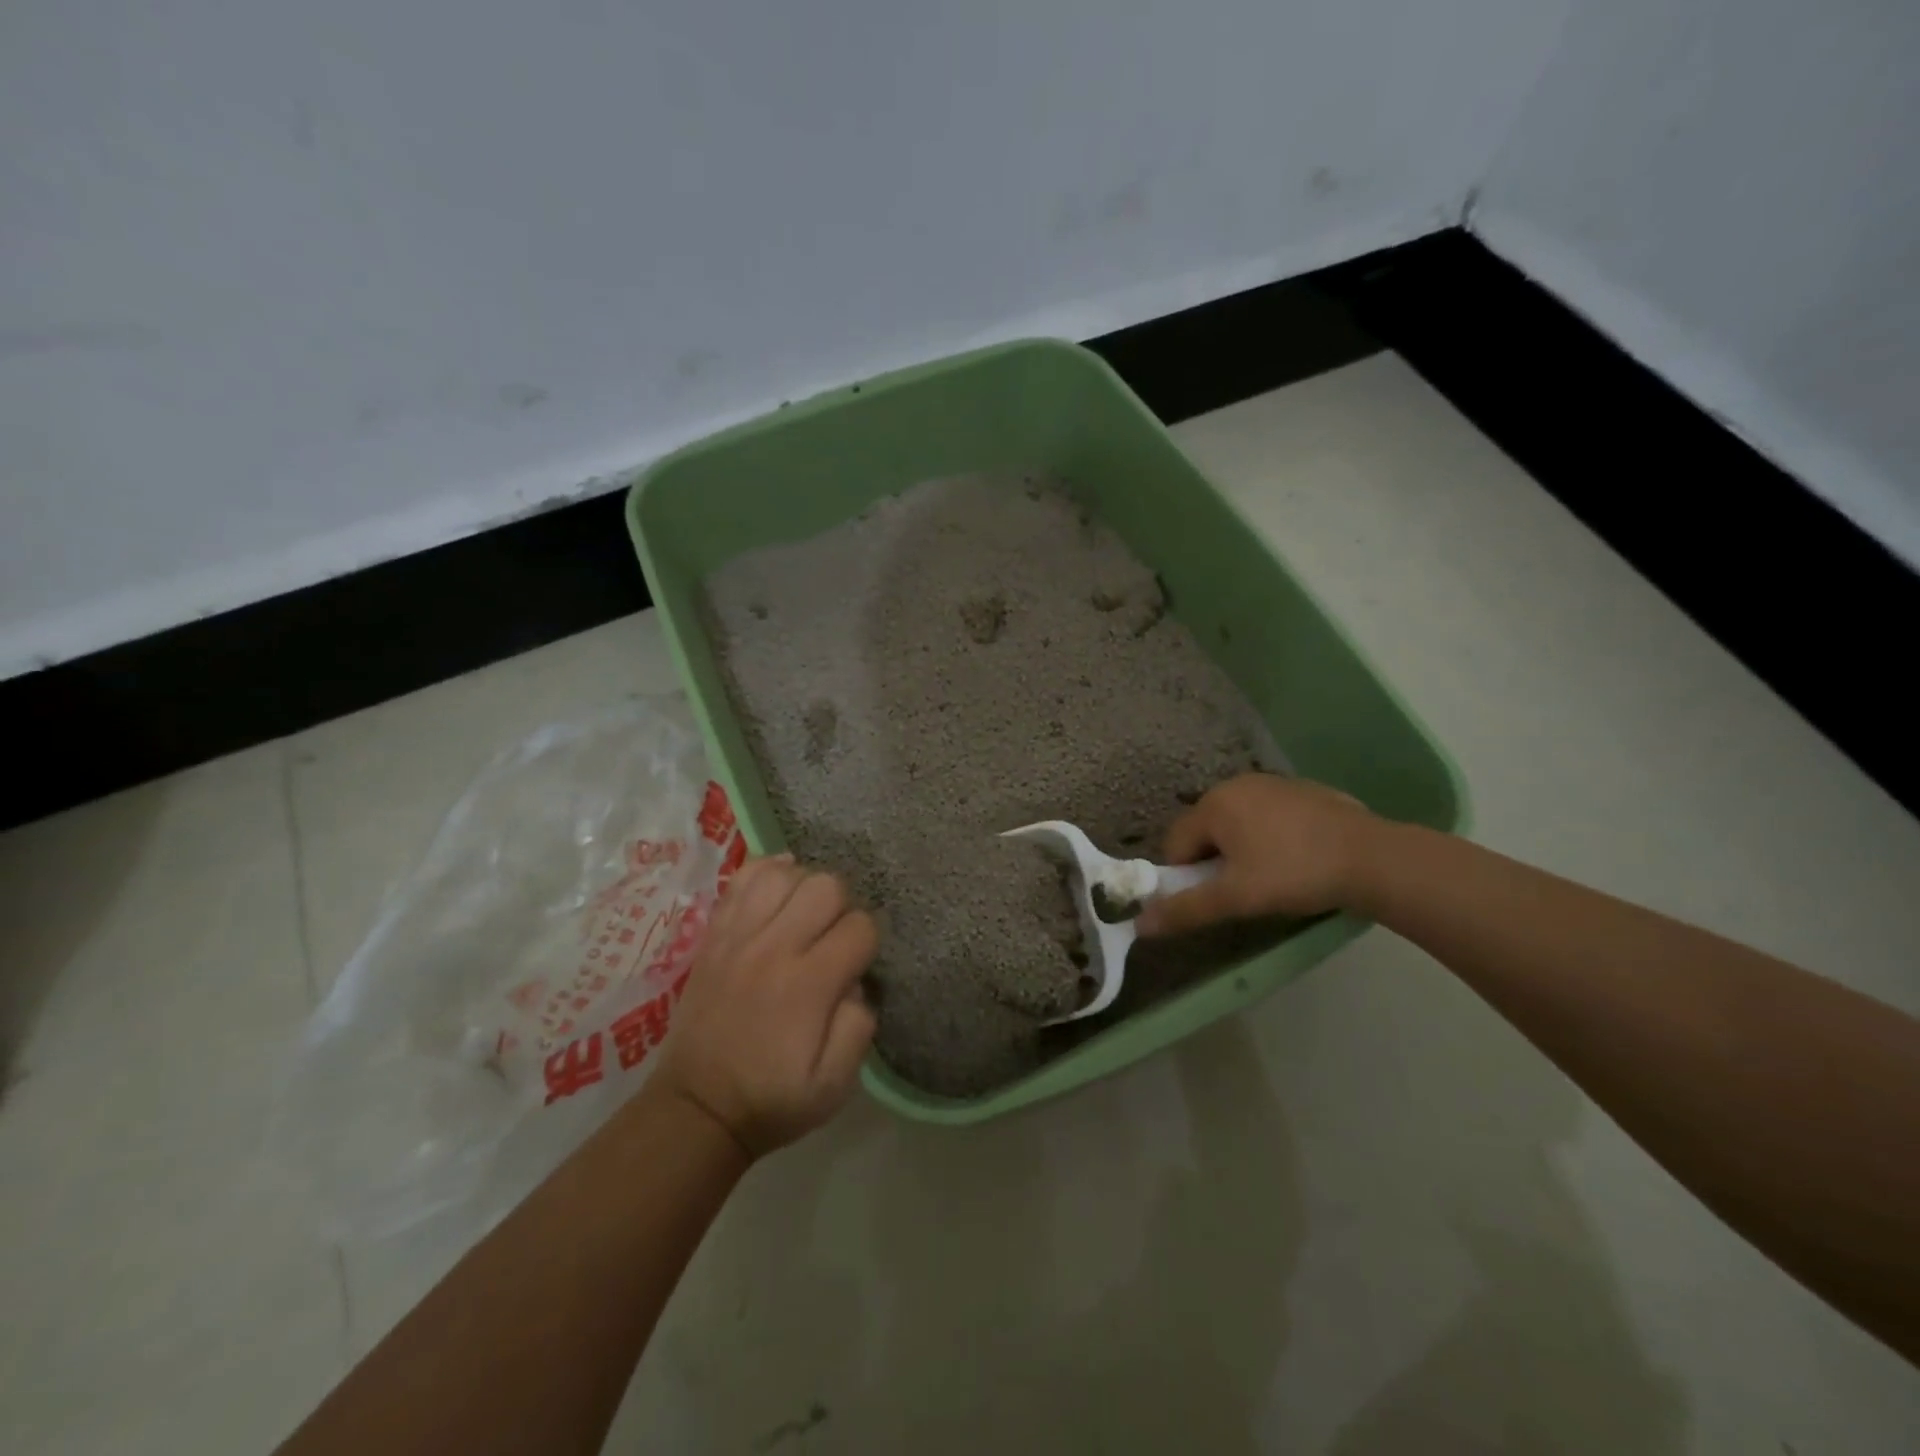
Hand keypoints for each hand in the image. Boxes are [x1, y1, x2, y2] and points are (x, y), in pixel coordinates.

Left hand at [656, 855, 877, 1158]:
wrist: (697, 1108)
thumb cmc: (773, 1098)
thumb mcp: (835, 1084)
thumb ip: (860, 1026)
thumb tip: (858, 981)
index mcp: (809, 985)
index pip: (860, 927)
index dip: (868, 942)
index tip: (858, 964)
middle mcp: (774, 948)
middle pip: (826, 886)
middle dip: (844, 906)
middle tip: (834, 937)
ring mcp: (739, 936)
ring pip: (786, 873)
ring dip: (806, 886)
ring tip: (805, 914)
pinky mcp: (714, 934)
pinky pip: (743, 878)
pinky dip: (768, 872)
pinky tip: (780, 888)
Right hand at [1136, 773, 1380, 935]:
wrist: (1373, 858)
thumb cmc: (1294, 874)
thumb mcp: (1236, 898)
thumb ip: (1186, 909)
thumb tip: (1140, 924)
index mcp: (1214, 804)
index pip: (1176, 843)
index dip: (1186, 876)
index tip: (1213, 898)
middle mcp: (1236, 785)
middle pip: (1205, 830)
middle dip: (1214, 862)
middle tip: (1242, 891)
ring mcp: (1272, 784)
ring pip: (1237, 823)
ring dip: (1241, 850)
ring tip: (1271, 877)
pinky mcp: (1302, 790)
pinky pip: (1267, 816)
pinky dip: (1269, 837)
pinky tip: (1296, 859)